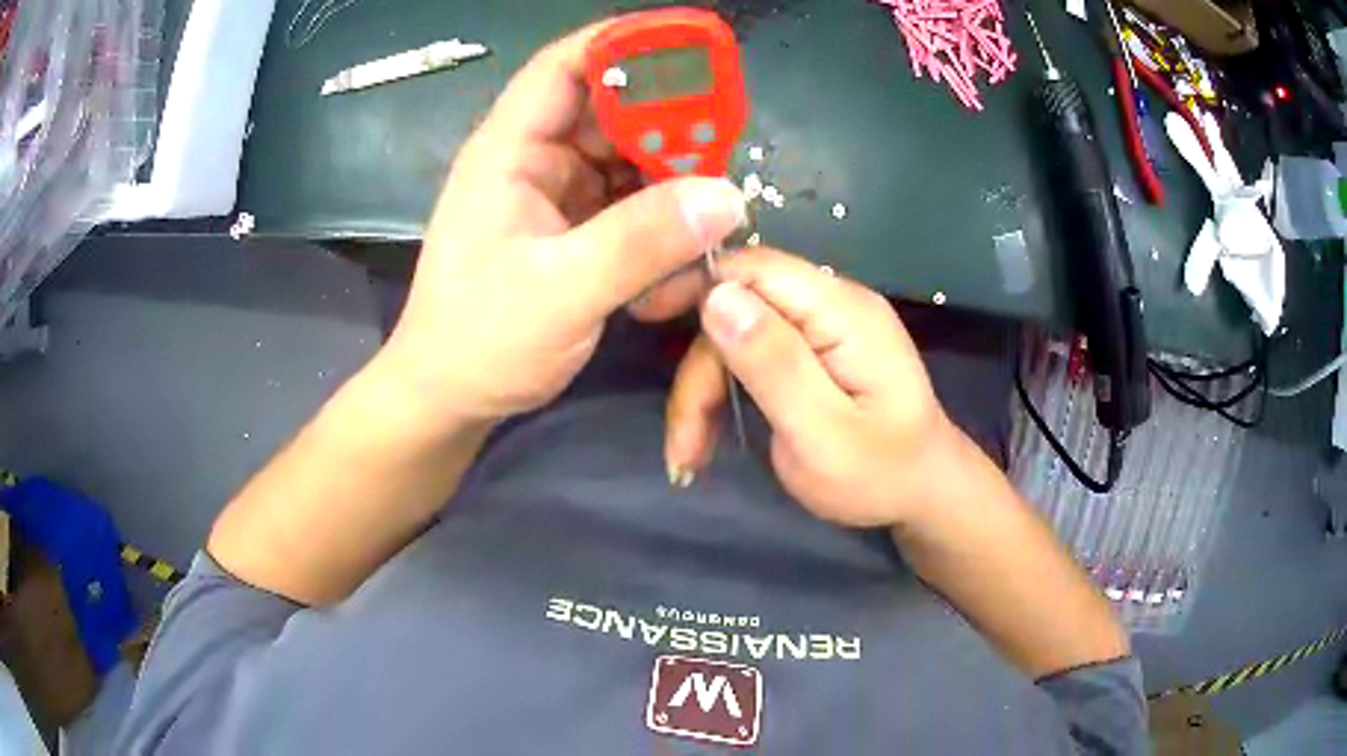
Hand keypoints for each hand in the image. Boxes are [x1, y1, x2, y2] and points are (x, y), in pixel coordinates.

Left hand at [378, 22, 746, 428]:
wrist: (450, 398)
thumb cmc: (482, 341)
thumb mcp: (562, 292)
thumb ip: (641, 242)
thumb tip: (727, 196)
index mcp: (509, 151)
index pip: (566, 67)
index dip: (626, 44)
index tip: (694, 45)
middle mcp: (533, 160)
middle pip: (610, 109)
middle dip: (668, 121)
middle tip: (724, 145)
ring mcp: (553, 194)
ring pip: (626, 156)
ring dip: (670, 174)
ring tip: (712, 202)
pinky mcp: (571, 228)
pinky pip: (627, 200)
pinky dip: (659, 213)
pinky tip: (682, 241)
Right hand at [666, 249, 971, 527]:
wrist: (922, 492)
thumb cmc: (880, 475)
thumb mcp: (823, 435)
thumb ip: (775, 364)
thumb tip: (716, 296)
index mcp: (843, 311)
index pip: (755, 267)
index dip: (695, 283)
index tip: (643, 318)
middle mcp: (832, 303)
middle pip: (739, 307)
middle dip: (700, 372)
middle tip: (682, 443)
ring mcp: (823, 325)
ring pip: (737, 336)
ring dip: (705, 394)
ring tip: (690, 455)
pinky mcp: (813, 349)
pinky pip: (752, 354)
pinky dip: (723, 396)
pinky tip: (708, 438)